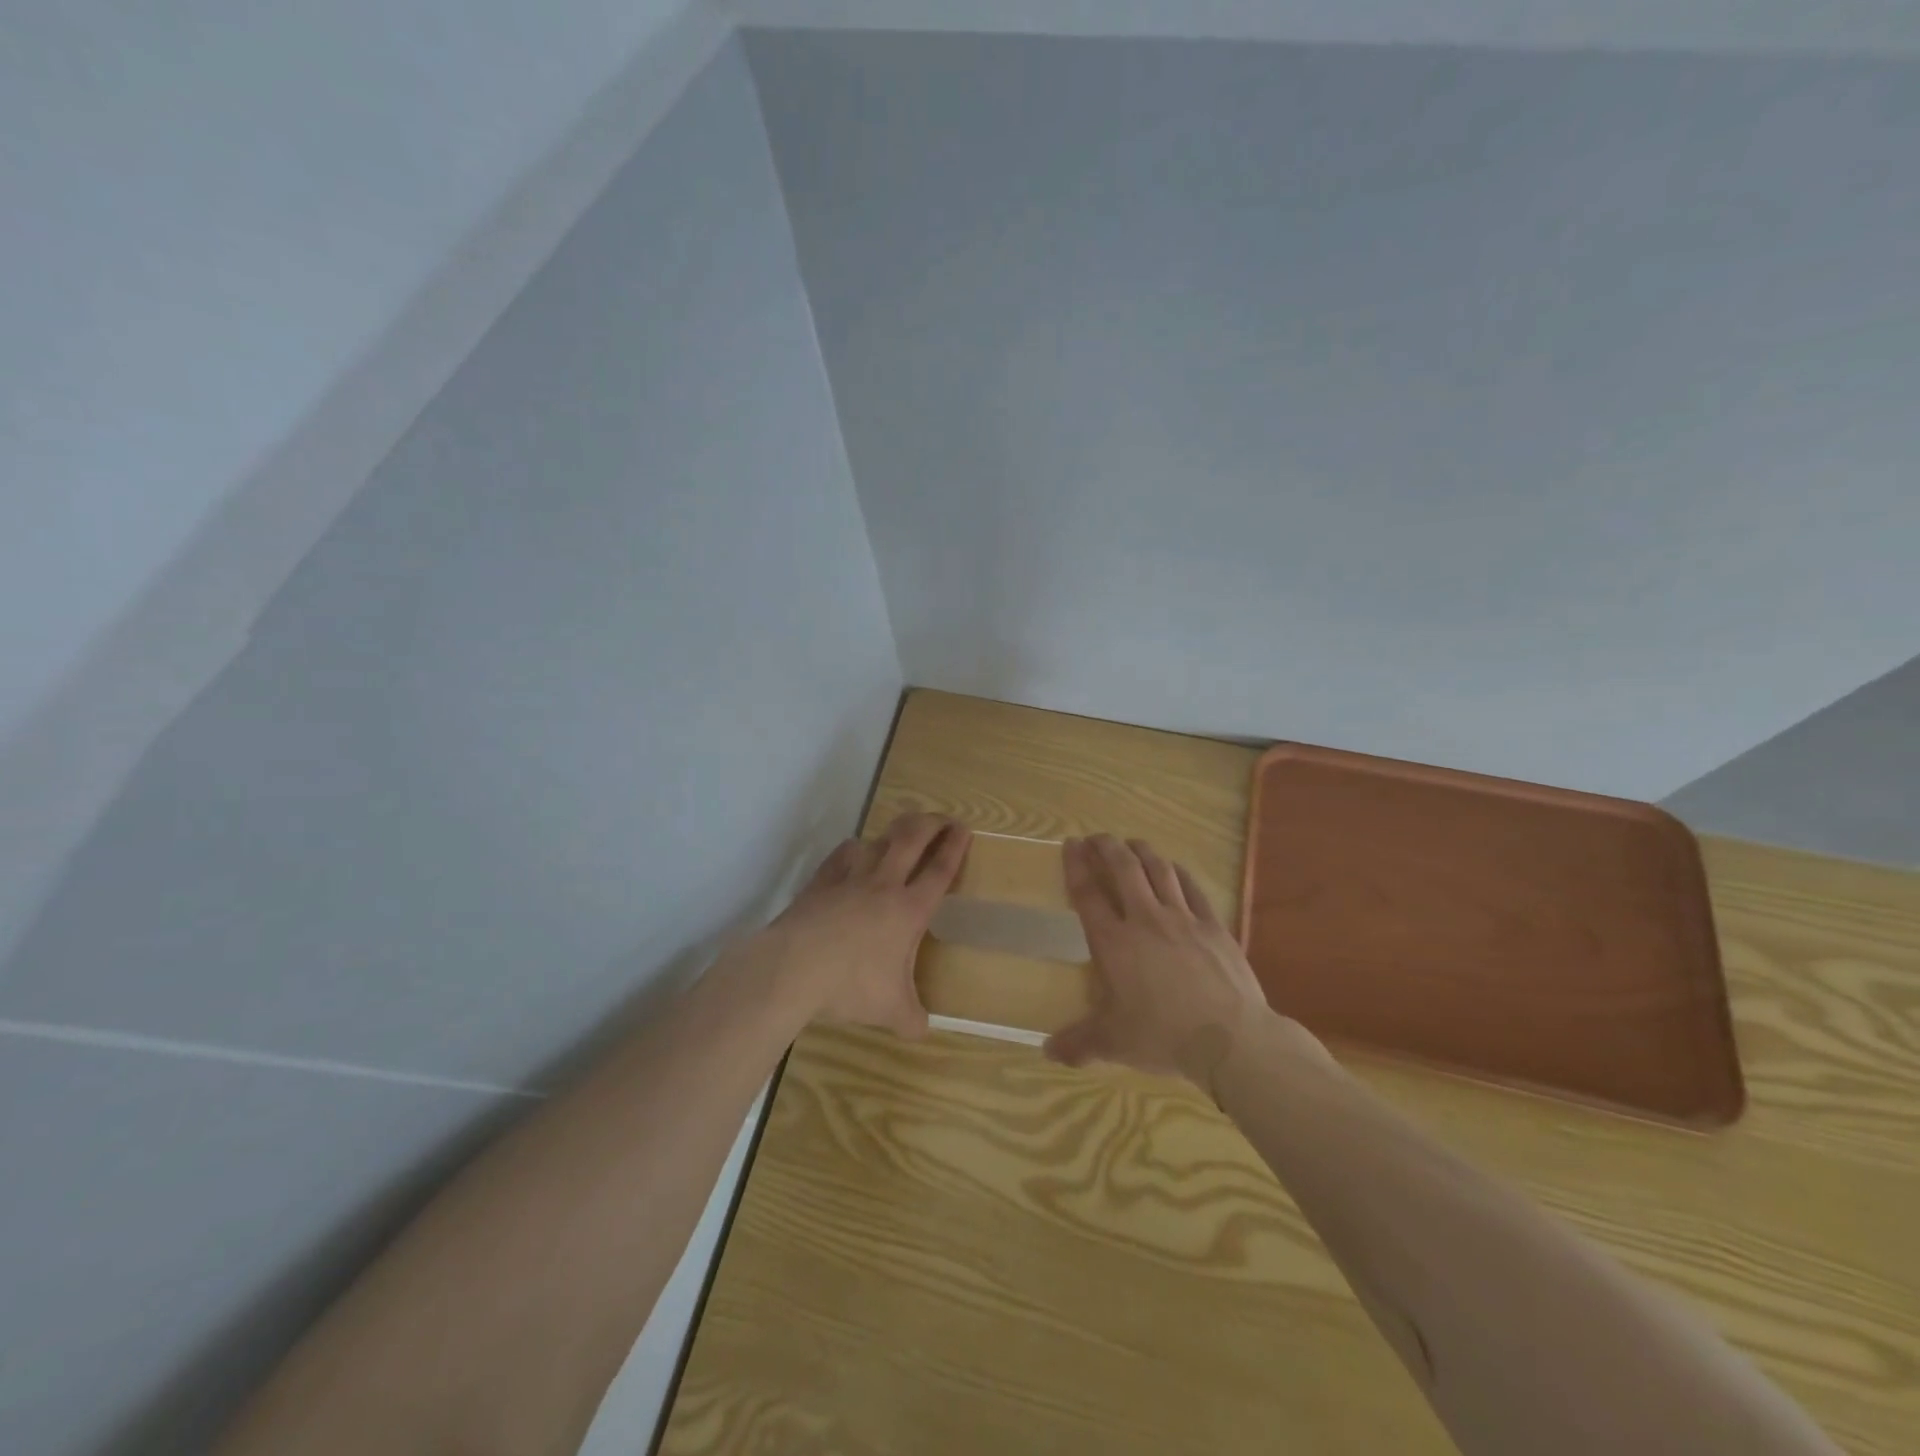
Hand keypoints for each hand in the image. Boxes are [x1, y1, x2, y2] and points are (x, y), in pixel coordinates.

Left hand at [767, 812, 971, 1038]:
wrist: (793, 968)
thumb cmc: (850, 985)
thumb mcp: (890, 1010)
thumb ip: (911, 1018)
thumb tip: (922, 1031)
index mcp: (909, 910)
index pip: (939, 871)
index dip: (955, 848)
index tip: (965, 829)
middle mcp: (884, 885)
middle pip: (912, 839)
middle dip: (932, 823)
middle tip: (943, 819)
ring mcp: (850, 879)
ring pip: (878, 841)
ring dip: (895, 831)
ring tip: (903, 832)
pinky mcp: (821, 882)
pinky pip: (842, 855)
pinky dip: (854, 849)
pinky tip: (855, 851)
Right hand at [1046, 834, 1278, 1088]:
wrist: (1231, 1039)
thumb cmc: (1163, 1037)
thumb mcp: (1114, 1043)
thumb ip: (1079, 1043)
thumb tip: (1048, 1052)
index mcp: (1114, 943)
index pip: (1088, 894)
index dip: (1076, 865)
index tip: (1071, 844)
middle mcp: (1145, 919)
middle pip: (1123, 868)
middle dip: (1107, 847)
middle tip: (1098, 837)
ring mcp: (1183, 918)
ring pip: (1159, 870)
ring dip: (1142, 852)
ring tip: (1132, 844)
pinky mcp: (1214, 925)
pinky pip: (1192, 888)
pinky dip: (1178, 873)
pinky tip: (1174, 869)